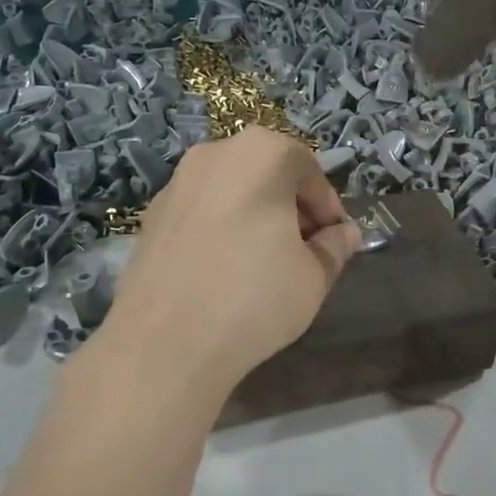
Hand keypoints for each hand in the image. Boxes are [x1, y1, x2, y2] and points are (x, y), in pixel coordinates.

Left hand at [98, 126, 361, 396]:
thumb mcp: (314, 277)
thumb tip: (344, 234)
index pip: (309, 169)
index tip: (334, 241)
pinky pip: (200, 212)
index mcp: (262, 153)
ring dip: (254, 216)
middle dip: (290, 207)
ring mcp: (176, 183)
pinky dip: (219, 229)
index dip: (327, 207)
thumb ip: (334, 247)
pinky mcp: (150, 216)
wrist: (164, 342)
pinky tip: (223, 271)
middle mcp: (215, 154)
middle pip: (266, 172)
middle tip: (303, 250)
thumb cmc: (255, 297)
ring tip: (263, 263)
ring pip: (230, 190)